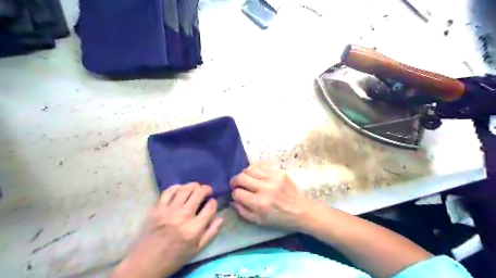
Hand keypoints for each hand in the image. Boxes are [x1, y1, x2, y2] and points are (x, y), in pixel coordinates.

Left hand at [111, 183, 224, 276]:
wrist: (146, 263)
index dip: (214, 202)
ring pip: (185, 189)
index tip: (212, 202)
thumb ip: (210, 233)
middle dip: (206, 189)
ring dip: (194, 185)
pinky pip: (168, 191)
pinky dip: (177, 187)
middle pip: (199, 193)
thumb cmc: (174, 257)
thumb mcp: (196, 250)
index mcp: (194, 229)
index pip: (210, 207)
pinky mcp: (158, 209)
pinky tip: (181, 189)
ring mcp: (169, 211)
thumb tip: (220, 218)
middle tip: (207, 190)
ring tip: (197, 187)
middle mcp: (183, 216)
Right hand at [230, 164, 315, 230]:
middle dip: (235, 181)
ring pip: (250, 169)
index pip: (238, 193)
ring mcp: (273, 178)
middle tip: (236, 184)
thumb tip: (232, 200)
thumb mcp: (260, 221)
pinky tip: (255, 174)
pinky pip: (261, 165)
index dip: (234, 194)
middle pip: (241, 178)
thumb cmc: (280, 219)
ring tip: (246, 178)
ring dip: (244, 174)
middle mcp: (265, 188)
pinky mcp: (279, 171)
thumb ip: (243, 211)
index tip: (236, 195)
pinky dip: (255, 168)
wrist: (301, 210)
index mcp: (260, 204)